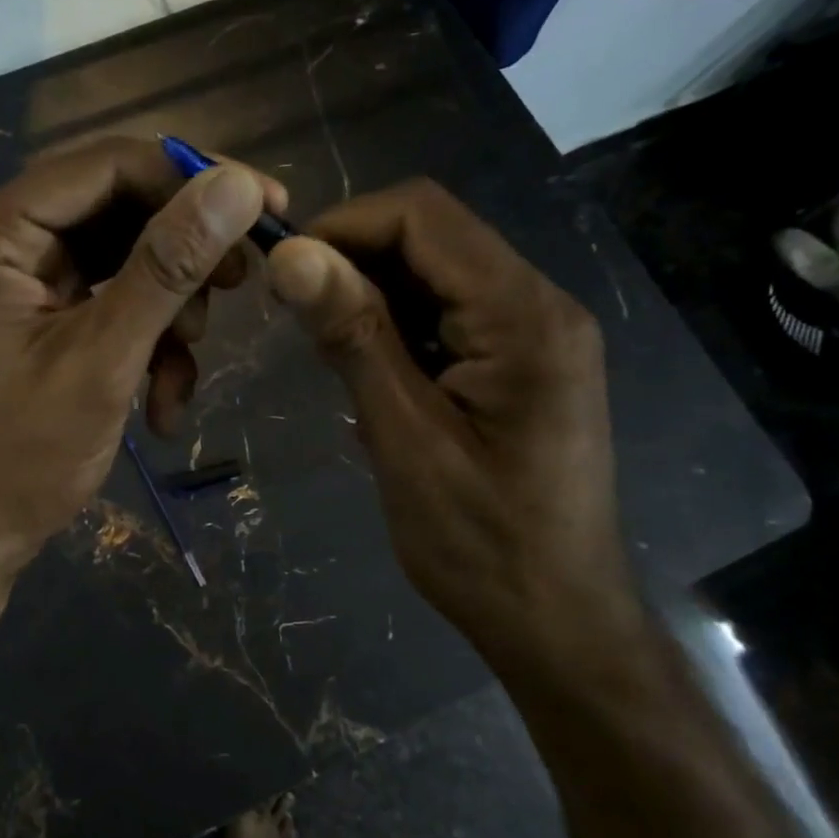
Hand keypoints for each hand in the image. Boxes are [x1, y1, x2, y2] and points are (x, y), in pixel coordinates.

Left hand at [0, 135, 285, 568]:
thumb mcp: (104, 359)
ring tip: (186, 364)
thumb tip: (240, 185)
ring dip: (169, 306)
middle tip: (243, 279)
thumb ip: (167, 268)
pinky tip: (162, 397)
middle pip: (115, 205)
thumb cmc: (24, 457)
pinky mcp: (37, 306)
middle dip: (183, 250)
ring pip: (122, 253)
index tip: (268, 201)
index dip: (191, 176)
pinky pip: (108, 294)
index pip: (104, 165)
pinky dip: (145, 336)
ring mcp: (16, 272)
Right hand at [266, 180, 636, 672]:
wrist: (556, 622)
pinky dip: (398, 327)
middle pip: (433, 236)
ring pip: (436, 274)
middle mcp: (540, 305)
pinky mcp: (521, 363)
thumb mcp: (404, 437)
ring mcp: (535, 334)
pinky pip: (449, 314)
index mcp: (524, 315)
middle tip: (295, 313)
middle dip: (354, 259)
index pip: (424, 215)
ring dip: (372, 295)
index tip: (281, 270)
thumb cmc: (480, 543)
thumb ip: (354, 335)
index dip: (343, 225)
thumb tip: (291, 254)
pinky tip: (370, 373)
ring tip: (328, 350)